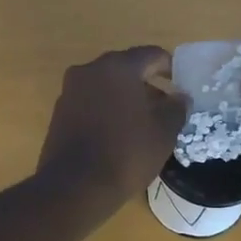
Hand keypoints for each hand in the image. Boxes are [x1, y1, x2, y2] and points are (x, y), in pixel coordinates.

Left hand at [38, 47, 187, 212]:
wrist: (75, 186)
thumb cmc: (126, 152)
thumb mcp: (164, 131)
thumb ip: (176, 108)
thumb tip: (180, 97)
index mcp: (118, 67)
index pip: (151, 55)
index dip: (169, 67)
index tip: (180, 84)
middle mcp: (90, 70)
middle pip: (125, 68)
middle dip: (146, 84)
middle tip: (164, 106)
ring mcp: (70, 91)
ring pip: (105, 86)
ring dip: (125, 98)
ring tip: (142, 123)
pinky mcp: (59, 112)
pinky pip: (90, 102)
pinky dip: (106, 110)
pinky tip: (118, 133)